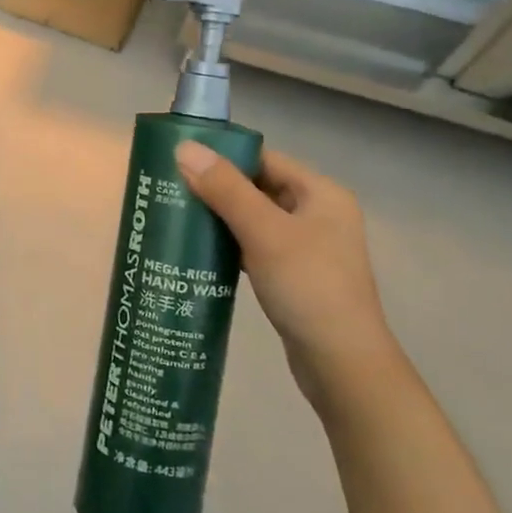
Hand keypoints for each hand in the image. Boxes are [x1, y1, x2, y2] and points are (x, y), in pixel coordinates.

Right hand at [173, 141, 402, 408]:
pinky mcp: (294, 275)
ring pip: (254, 219)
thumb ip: (225, 189)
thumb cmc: (308, 287)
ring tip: (176, 217)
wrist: (341, 364)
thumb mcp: (264, 232)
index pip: (264, 159)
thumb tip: (184, 148)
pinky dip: (229, 245)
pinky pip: (255, 247)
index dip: (224, 156)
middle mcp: (318, 214)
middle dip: (216, 188)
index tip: (180, 160)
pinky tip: (200, 251)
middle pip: (258, 187)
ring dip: (220, 218)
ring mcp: (307, 247)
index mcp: (321, 194)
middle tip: (169, 189)